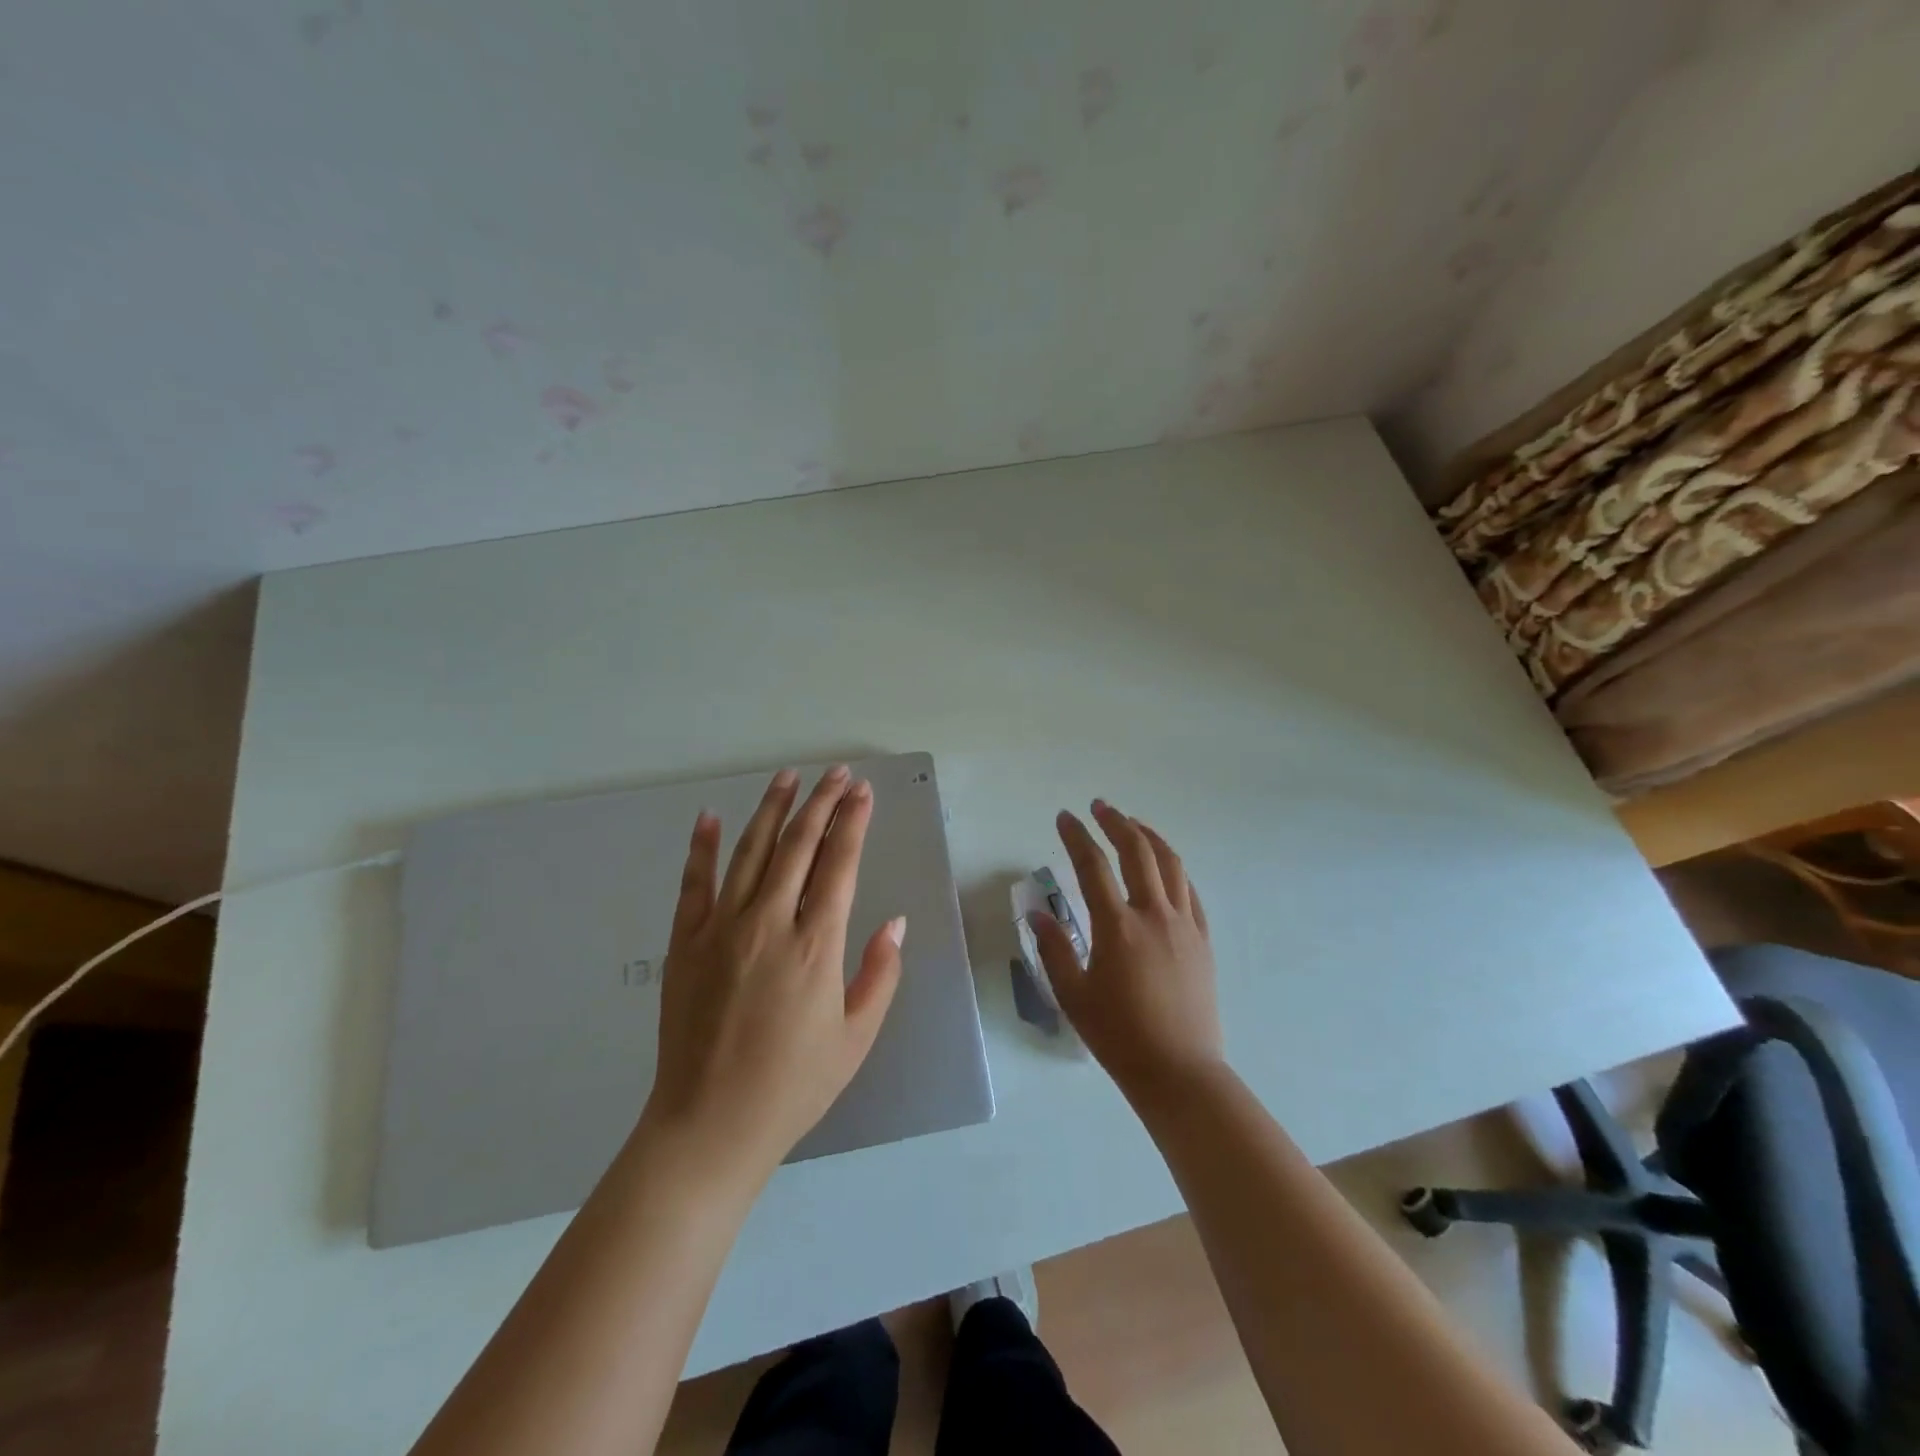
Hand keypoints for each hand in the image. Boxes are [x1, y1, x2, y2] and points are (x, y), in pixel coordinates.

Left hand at [640, 766, 903, 1185]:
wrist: (710, 1124)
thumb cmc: (794, 1084)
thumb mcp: (856, 1037)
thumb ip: (880, 973)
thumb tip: (896, 921)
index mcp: (816, 945)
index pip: (839, 863)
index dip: (853, 822)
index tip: (863, 792)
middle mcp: (769, 922)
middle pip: (798, 845)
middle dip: (821, 802)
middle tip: (837, 773)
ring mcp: (721, 928)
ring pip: (749, 851)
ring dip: (771, 809)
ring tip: (788, 777)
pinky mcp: (686, 942)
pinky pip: (695, 882)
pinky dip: (703, 846)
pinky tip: (711, 816)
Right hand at [1031, 801, 1223, 1101]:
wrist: (1180, 1071)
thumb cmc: (1119, 1036)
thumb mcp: (1073, 996)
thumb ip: (1054, 949)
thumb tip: (1037, 912)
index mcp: (1117, 927)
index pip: (1092, 867)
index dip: (1076, 837)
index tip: (1065, 817)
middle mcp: (1153, 915)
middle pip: (1137, 851)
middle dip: (1116, 822)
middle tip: (1099, 807)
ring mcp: (1184, 925)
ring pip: (1170, 864)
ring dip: (1149, 836)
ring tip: (1132, 824)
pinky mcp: (1203, 940)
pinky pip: (1190, 892)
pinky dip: (1174, 869)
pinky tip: (1164, 868)